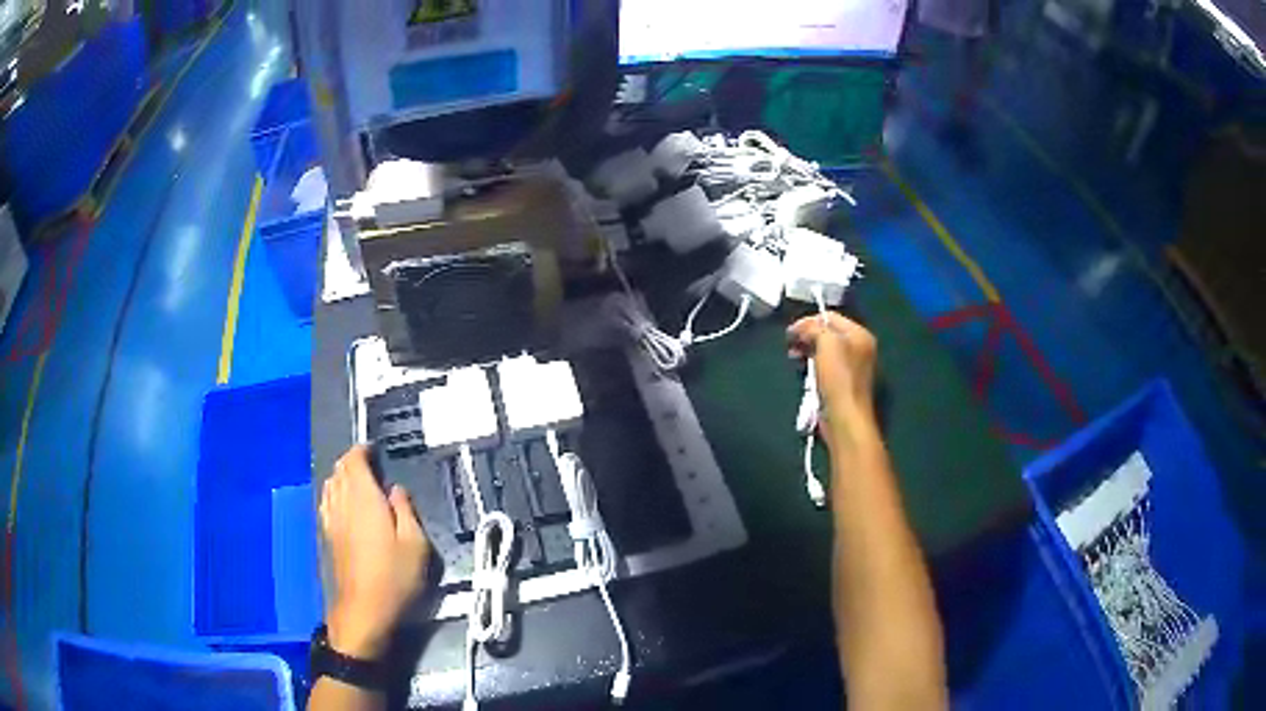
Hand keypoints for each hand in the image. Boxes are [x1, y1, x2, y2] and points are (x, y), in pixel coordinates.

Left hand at [320, 446, 429, 659]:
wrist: (365, 610)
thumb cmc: (395, 576)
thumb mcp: (416, 543)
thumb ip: (405, 510)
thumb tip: (395, 489)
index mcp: (363, 498)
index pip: (354, 461)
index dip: (362, 450)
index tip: (375, 450)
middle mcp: (342, 503)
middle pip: (339, 470)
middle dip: (352, 462)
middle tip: (371, 466)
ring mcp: (331, 520)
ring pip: (330, 485)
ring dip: (342, 477)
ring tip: (359, 483)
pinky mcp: (328, 536)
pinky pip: (327, 502)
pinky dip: (335, 494)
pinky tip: (345, 506)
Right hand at [787, 312, 878, 440]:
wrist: (845, 416)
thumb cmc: (838, 377)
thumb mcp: (826, 343)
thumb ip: (814, 328)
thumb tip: (802, 328)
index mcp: (859, 334)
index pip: (830, 317)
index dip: (808, 321)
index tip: (790, 331)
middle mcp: (859, 347)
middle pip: (828, 333)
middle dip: (807, 336)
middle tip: (790, 344)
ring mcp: (852, 366)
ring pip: (825, 350)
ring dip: (807, 351)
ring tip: (794, 357)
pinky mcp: (844, 383)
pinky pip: (826, 366)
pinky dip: (813, 365)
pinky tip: (803, 371)